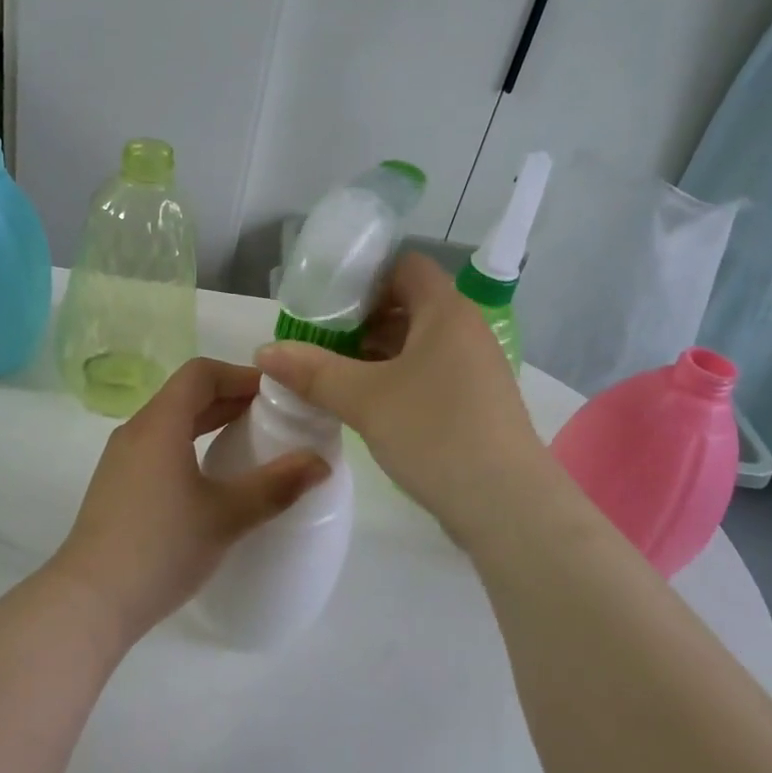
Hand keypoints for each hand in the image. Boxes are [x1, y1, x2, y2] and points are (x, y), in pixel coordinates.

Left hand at [53, 358, 330, 642]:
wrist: (90, 601)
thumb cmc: (161, 548)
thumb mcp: (226, 516)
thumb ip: (276, 486)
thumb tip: (321, 462)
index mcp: (160, 424)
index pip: (201, 373)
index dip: (241, 376)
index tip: (276, 395)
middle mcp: (136, 430)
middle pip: (186, 395)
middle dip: (231, 398)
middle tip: (274, 418)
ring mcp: (122, 458)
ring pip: (171, 421)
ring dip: (210, 422)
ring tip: (249, 442)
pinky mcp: (117, 485)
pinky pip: (159, 446)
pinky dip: (190, 444)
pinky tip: (211, 477)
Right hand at [256, 253, 551, 537]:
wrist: (507, 505)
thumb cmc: (435, 434)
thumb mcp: (364, 399)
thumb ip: (313, 371)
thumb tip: (264, 351)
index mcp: (446, 312)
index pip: (404, 266)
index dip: (364, 275)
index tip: (325, 300)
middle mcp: (465, 330)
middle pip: (408, 304)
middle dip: (361, 319)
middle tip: (318, 338)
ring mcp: (475, 368)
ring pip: (417, 342)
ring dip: (376, 351)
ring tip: (332, 371)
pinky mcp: (475, 401)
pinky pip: (429, 372)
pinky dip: (396, 376)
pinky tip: (366, 401)